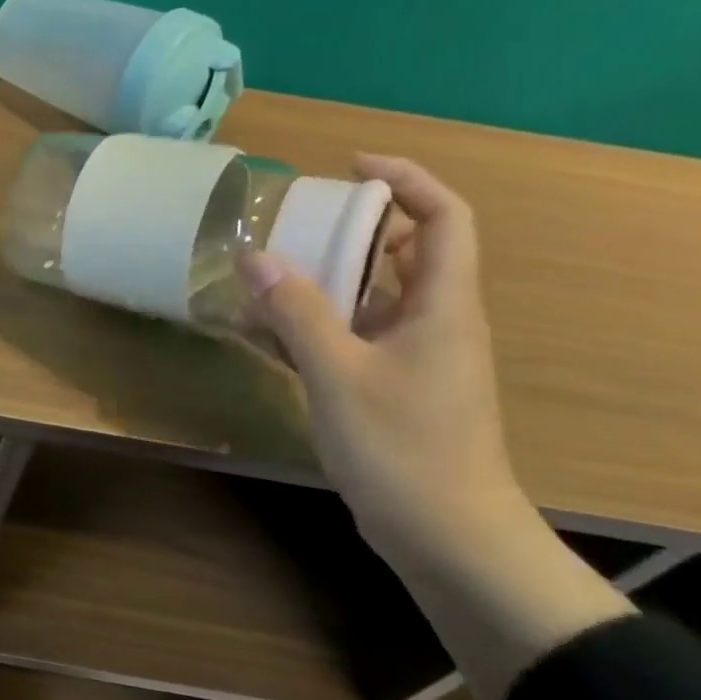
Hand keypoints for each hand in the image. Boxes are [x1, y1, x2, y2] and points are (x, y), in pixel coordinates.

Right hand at [239, 155, 526, 565]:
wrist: (445, 533)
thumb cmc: (402, 447)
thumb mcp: (339, 374)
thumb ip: (297, 313)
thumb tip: (256, 257)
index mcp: (441, 306)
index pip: (444, 218)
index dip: (406, 180)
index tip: (350, 166)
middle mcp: (434, 321)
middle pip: (405, 251)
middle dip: (354, 227)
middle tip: (295, 221)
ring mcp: (413, 357)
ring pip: (372, 296)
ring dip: (325, 278)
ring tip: (267, 272)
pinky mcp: (391, 387)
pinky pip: (352, 335)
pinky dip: (315, 324)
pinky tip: (267, 332)